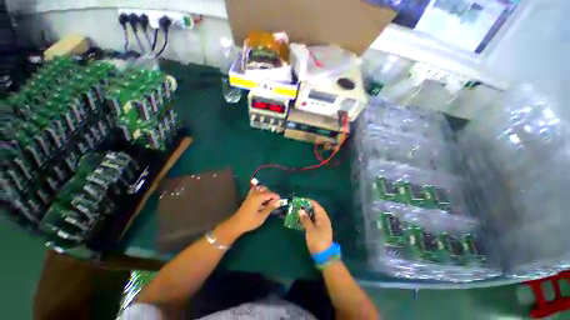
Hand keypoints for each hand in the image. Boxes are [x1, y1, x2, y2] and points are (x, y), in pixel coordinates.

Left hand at [228, 185, 279, 234]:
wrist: (236, 224)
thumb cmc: (250, 221)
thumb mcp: (262, 216)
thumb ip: (270, 208)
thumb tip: (279, 202)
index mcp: (259, 197)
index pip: (270, 194)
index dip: (276, 197)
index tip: (281, 202)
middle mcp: (255, 193)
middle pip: (266, 190)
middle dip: (272, 195)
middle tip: (275, 203)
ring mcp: (251, 194)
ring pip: (261, 188)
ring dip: (266, 193)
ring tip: (269, 201)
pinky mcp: (249, 196)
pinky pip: (256, 190)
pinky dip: (260, 192)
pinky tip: (262, 198)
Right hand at [299, 200, 332, 254]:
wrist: (324, 256)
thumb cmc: (317, 240)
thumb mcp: (310, 229)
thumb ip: (305, 219)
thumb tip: (301, 210)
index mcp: (322, 216)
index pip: (315, 204)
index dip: (307, 201)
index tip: (299, 200)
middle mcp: (323, 218)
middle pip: (314, 209)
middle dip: (305, 207)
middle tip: (296, 206)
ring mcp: (321, 224)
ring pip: (313, 215)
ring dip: (306, 213)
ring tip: (297, 212)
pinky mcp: (319, 229)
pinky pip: (312, 221)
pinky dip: (307, 219)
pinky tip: (300, 220)